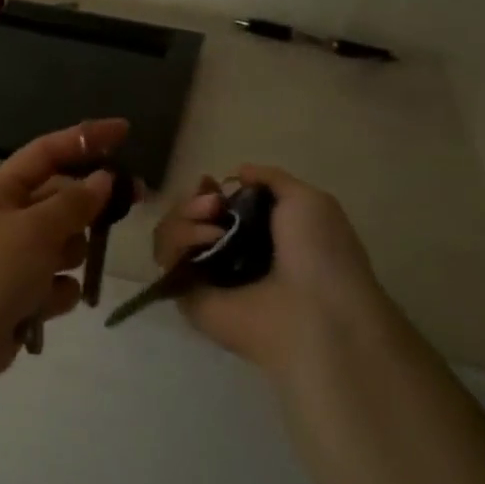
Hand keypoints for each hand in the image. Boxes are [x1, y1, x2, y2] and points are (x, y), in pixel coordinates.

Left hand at [0, 119, 128, 391]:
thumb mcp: (34, 230)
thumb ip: (73, 203)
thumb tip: (102, 178)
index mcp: (1, 192)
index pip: (48, 153)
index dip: (85, 139)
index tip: (125, 131)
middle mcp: (9, 220)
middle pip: (63, 200)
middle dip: (91, 205)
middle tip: (134, 200)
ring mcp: (15, 260)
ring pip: (66, 246)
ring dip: (69, 257)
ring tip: (52, 274)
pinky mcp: (22, 296)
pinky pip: (57, 285)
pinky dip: (55, 295)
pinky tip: (41, 307)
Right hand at [153, 165, 392, 379]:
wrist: (315, 310)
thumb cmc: (319, 254)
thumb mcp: (308, 200)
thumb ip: (271, 178)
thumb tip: (238, 173)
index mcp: (257, 234)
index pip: (214, 206)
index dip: (208, 191)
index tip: (213, 183)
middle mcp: (227, 253)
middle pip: (187, 216)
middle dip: (193, 202)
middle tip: (213, 205)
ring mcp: (204, 275)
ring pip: (171, 232)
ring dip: (185, 218)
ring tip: (213, 227)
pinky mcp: (185, 294)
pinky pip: (165, 257)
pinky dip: (177, 240)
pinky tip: (206, 241)